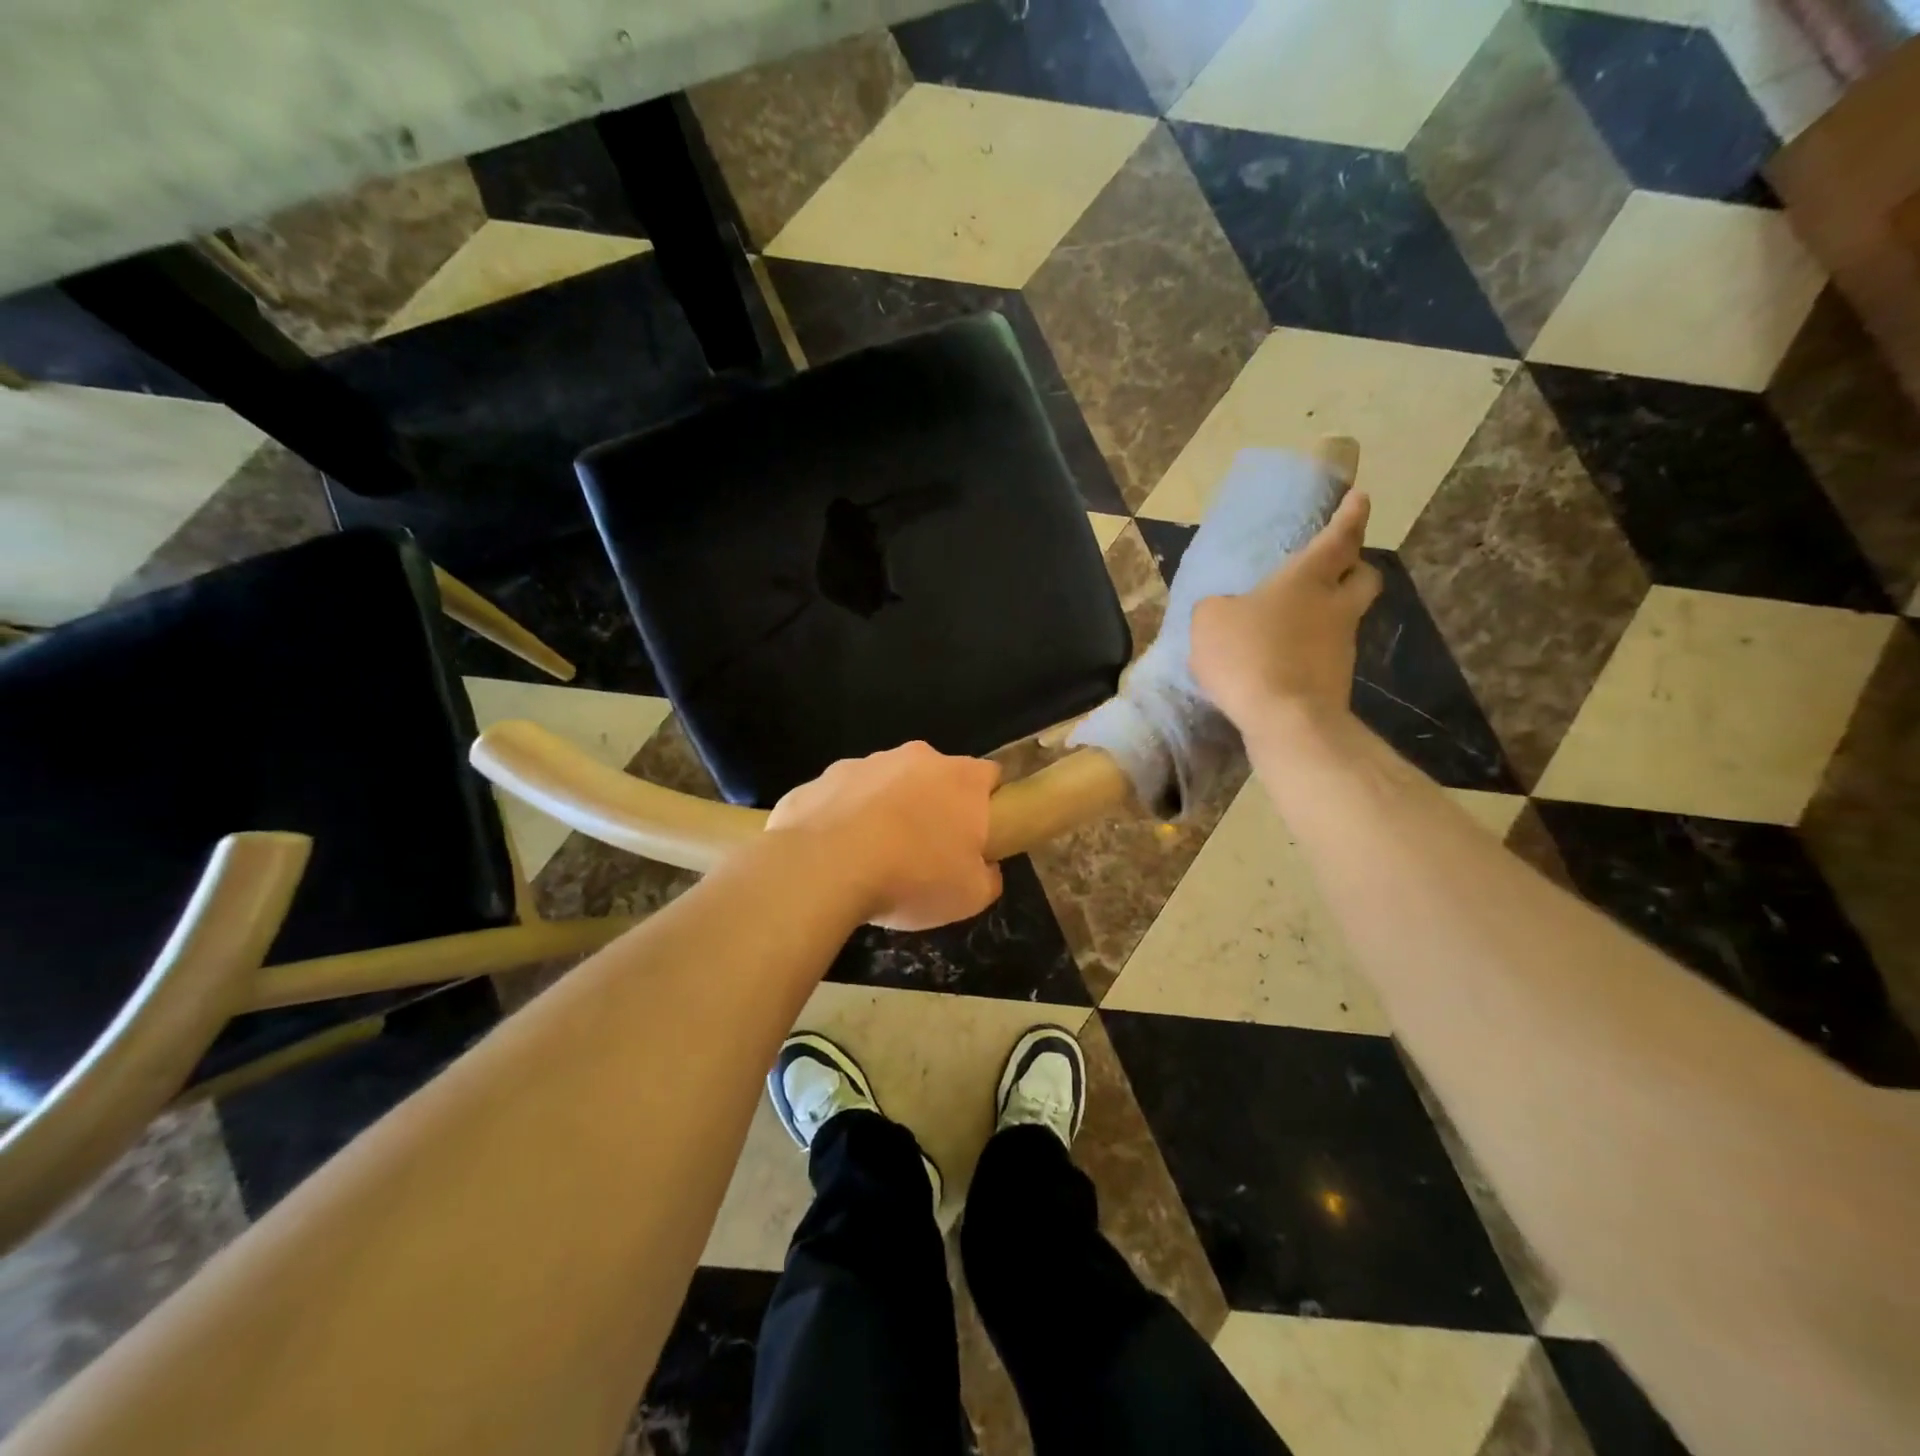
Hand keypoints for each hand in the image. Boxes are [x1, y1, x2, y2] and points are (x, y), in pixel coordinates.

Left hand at [766, 742, 1002, 930]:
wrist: (824, 869)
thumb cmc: (912, 877)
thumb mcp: (970, 896)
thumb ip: (988, 876)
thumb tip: (984, 867)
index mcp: (961, 779)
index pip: (989, 777)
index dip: (987, 804)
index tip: (978, 835)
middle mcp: (916, 758)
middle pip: (935, 777)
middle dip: (933, 806)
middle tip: (925, 852)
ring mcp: (864, 763)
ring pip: (885, 783)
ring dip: (885, 811)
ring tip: (873, 858)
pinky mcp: (822, 779)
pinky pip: (841, 798)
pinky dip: (842, 819)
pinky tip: (835, 855)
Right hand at [1190, 489, 1381, 740]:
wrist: (1284, 718)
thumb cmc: (1247, 654)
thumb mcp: (1210, 622)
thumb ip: (1217, 608)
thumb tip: (1225, 610)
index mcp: (1307, 579)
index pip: (1338, 538)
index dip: (1349, 516)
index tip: (1359, 498)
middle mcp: (1334, 606)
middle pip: (1363, 576)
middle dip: (1355, 566)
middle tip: (1338, 566)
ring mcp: (1341, 646)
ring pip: (1346, 617)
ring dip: (1328, 614)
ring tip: (1293, 625)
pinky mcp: (1336, 681)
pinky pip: (1327, 654)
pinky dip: (1310, 652)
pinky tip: (1283, 663)